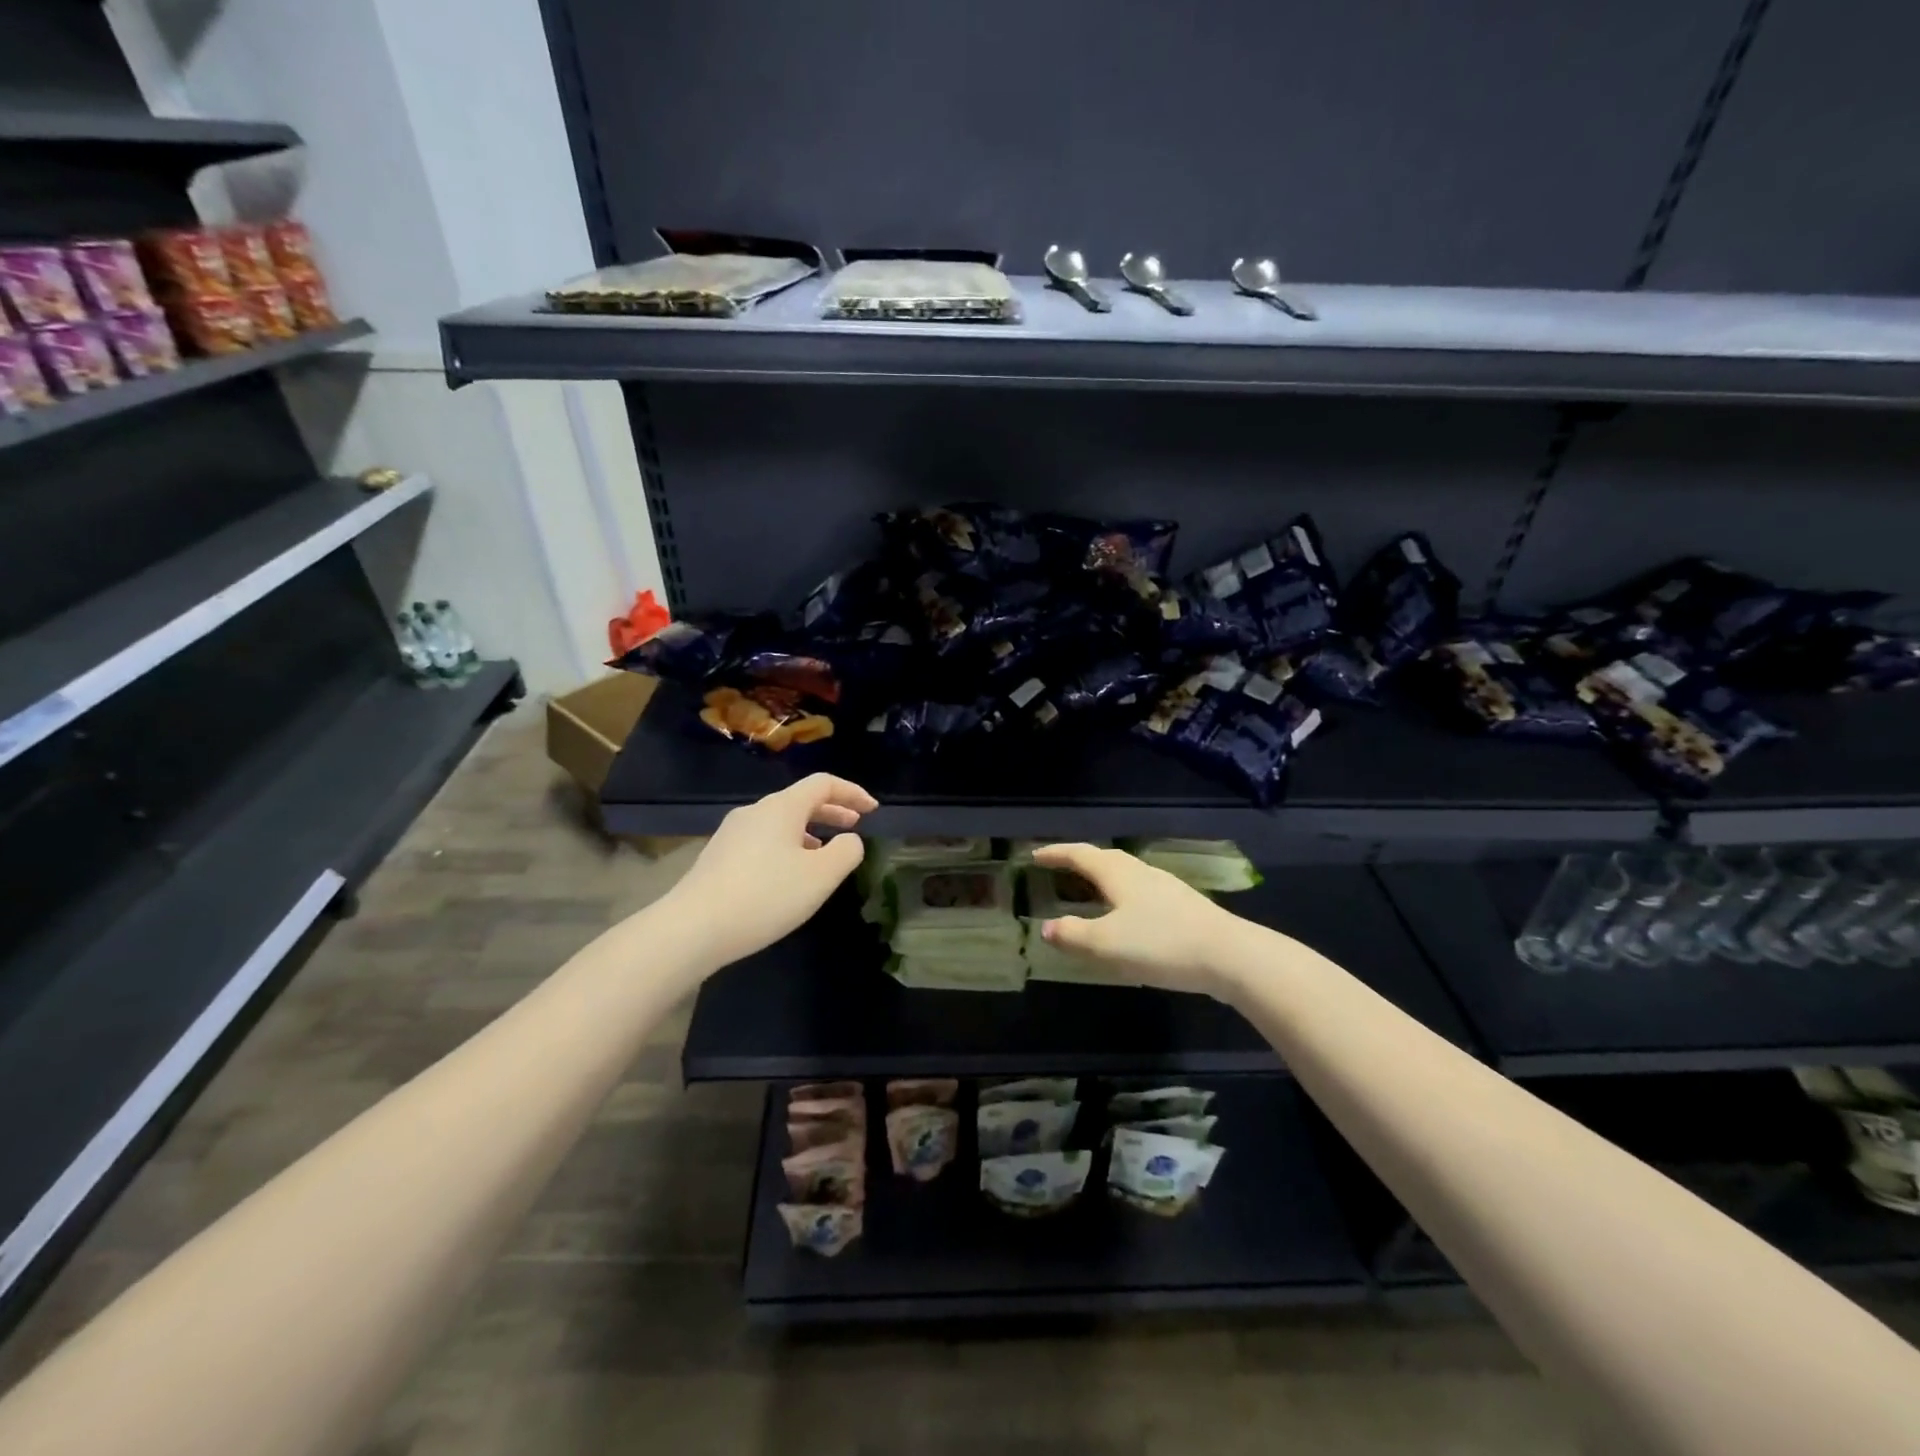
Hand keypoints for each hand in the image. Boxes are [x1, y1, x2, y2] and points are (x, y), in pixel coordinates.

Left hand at [664, 774, 877, 966]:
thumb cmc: (766, 896)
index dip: (852, 792)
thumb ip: (846, 852)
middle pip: (800, 801)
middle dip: (831, 811)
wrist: (693, 928)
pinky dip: (787, 846)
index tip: (872, 810)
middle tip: (854, 825)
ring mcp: (732, 833)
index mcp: (782, 807)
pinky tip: (788, 875)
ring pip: (780, 822)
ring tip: (824, 853)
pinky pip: (763, 840)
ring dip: (809, 831)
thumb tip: (848, 840)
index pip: (823, 784)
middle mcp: (755, 812)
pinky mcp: (719, 857)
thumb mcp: (821, 876)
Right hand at [1033, 843, 1252, 997]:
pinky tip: (1126, 916)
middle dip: (1079, 862)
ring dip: (1102, 878)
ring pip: (1125, 875)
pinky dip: (1122, 895)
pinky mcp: (1183, 906)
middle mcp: (1140, 872)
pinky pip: (1141, 891)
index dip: (1056, 854)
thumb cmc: (1160, 943)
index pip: (1079, 855)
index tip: (1035, 855)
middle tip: (1058, 869)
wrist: (1228, 955)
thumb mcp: (1106, 944)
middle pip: (1104, 859)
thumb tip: (1047, 928)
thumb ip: (1072, 935)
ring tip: (1089, 892)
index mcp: (1117, 873)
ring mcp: (1165, 887)